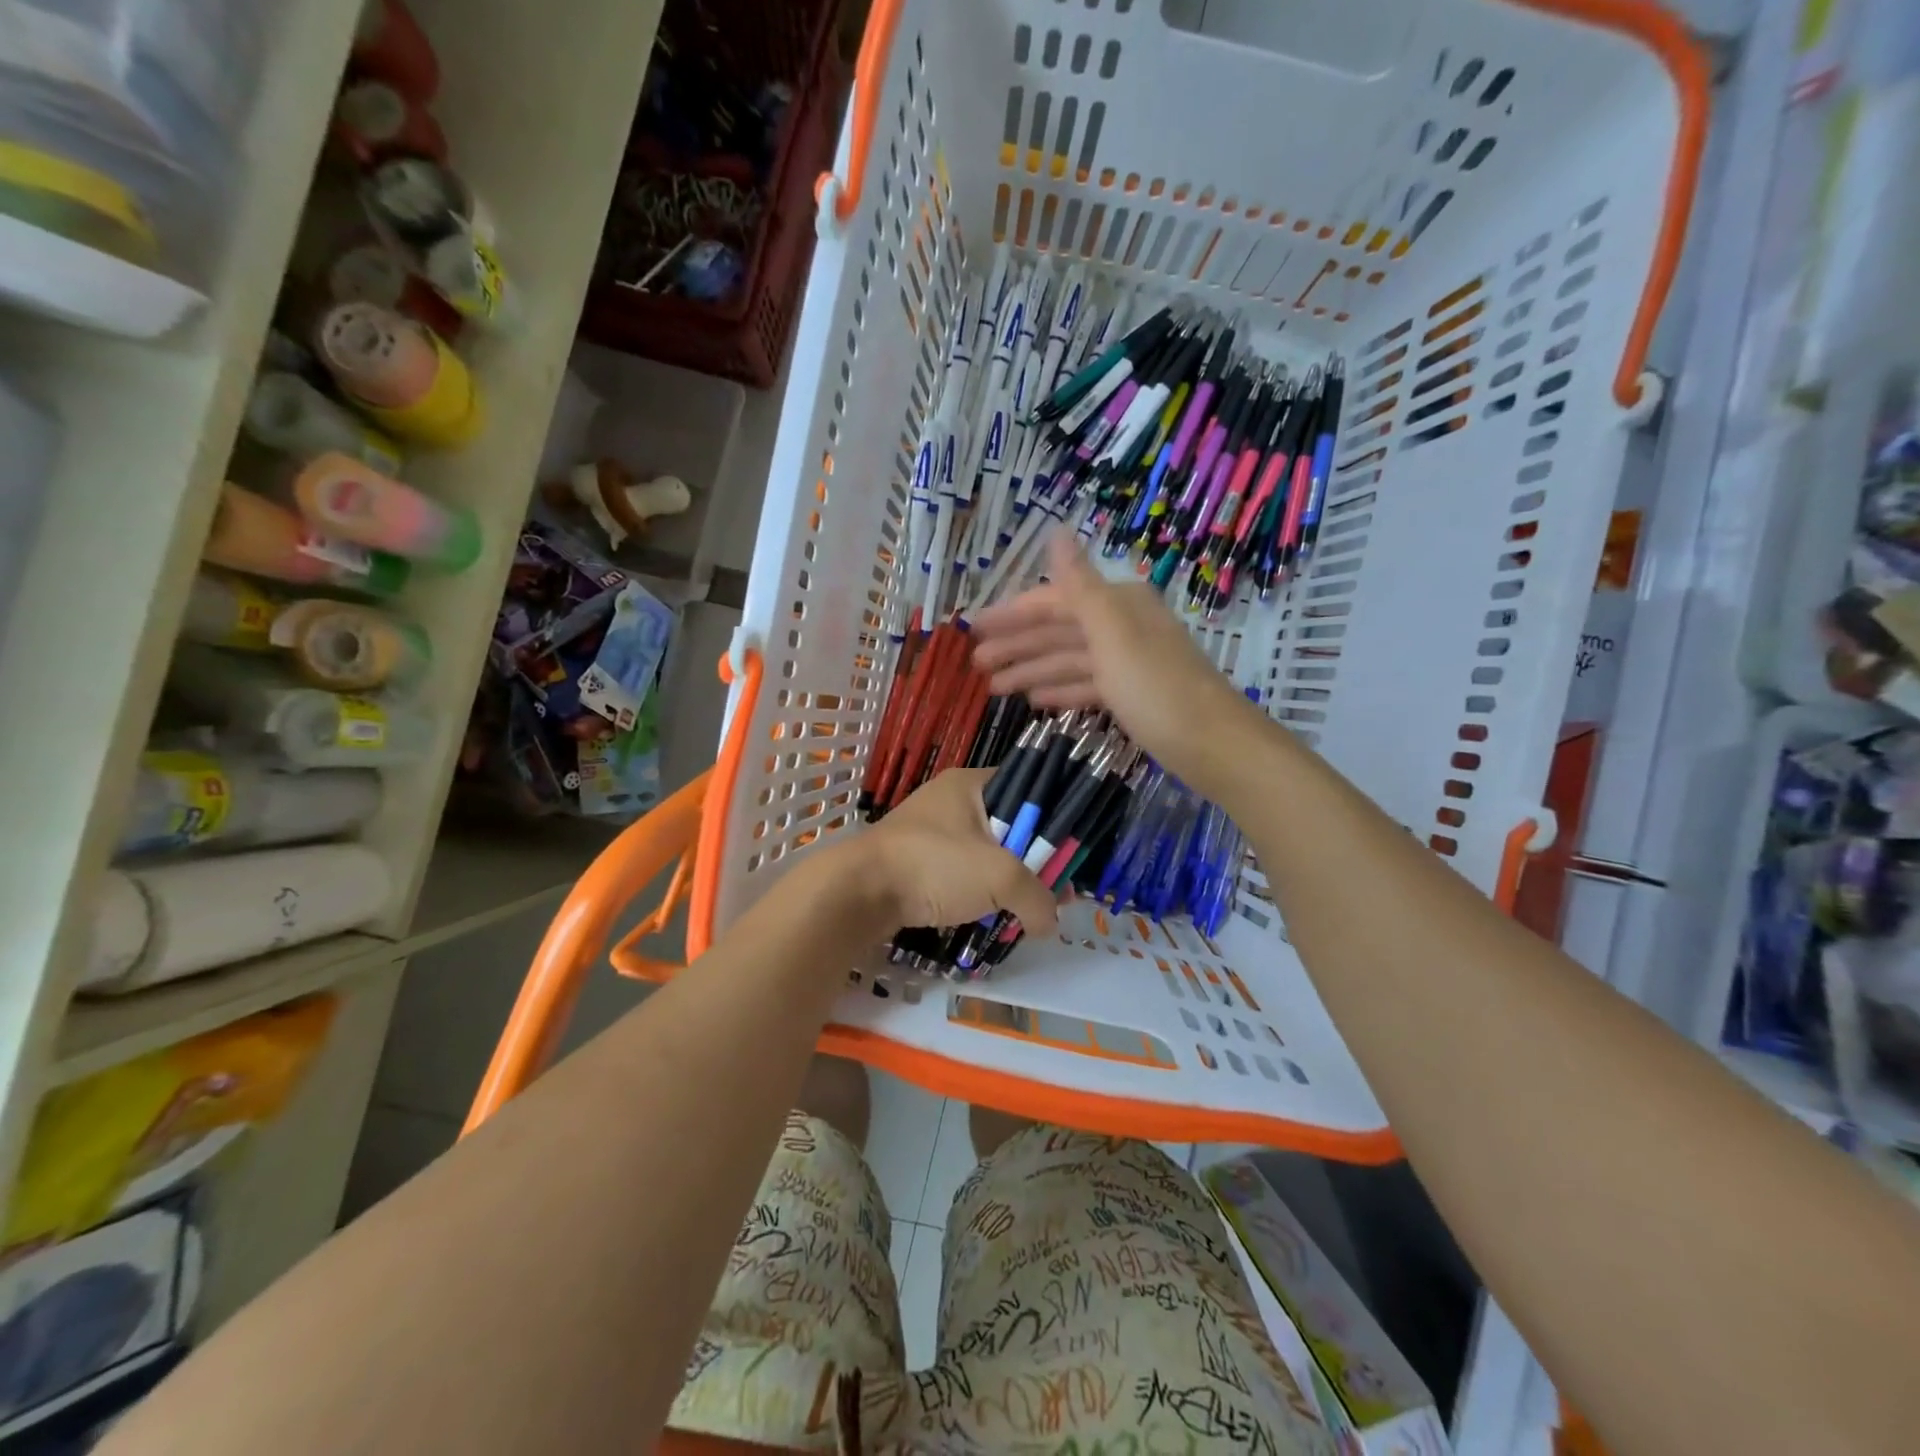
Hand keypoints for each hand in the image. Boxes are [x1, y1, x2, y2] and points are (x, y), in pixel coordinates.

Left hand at [840, 768, 1057, 934]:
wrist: (859, 892)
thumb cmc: (934, 865)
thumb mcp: (1000, 877)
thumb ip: (1038, 897)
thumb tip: (1051, 924)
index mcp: (971, 783)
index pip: (1028, 787)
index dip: (1054, 818)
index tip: (1072, 853)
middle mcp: (951, 800)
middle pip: (1010, 824)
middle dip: (1034, 858)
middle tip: (1056, 889)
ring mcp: (931, 831)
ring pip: (986, 851)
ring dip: (1007, 879)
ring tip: (1028, 908)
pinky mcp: (918, 861)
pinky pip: (961, 871)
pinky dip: (979, 891)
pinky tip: (993, 913)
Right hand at [970, 533, 1263, 784]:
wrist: (1215, 747)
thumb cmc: (1158, 688)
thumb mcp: (1113, 634)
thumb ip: (1080, 586)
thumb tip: (1057, 531)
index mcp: (1118, 604)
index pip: (1054, 601)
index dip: (1012, 614)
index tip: (973, 629)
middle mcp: (1123, 626)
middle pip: (1059, 630)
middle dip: (1017, 645)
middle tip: (975, 664)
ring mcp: (1129, 662)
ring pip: (1069, 660)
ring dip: (1032, 671)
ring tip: (993, 688)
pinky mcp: (1134, 695)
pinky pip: (1087, 685)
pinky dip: (1061, 690)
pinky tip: (1035, 702)